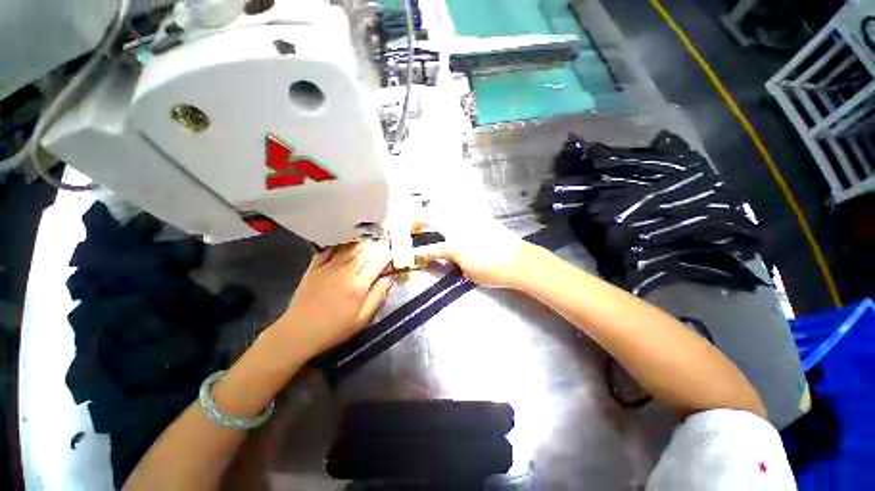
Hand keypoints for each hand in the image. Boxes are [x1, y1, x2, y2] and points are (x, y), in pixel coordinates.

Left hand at [272, 241, 393, 357]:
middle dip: (377, 245)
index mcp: (359, 285)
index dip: (388, 255)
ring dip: (362, 242)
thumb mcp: (362, 319)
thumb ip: (378, 296)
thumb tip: (389, 278)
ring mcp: (328, 266)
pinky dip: (341, 244)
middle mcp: (345, 270)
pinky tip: (347, 244)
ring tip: (369, 242)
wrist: (298, 332)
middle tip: (383, 245)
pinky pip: (331, 248)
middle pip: (365, 250)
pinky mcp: (315, 266)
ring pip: (350, 246)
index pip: (379, 260)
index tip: (391, 256)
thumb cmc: (334, 328)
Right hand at [414, 205, 531, 287]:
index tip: (410, 254)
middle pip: (434, 220)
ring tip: (432, 205)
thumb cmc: (492, 272)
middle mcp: (458, 230)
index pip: (430, 250)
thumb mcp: (469, 274)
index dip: (419, 253)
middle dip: (419, 220)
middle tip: (411, 220)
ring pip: (450, 207)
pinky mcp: (484, 217)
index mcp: (453, 246)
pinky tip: (459, 195)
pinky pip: (471, 205)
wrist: (517, 261)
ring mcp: (471, 221)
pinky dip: (462, 202)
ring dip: (439, 206)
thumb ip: (457, 263)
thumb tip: (454, 258)